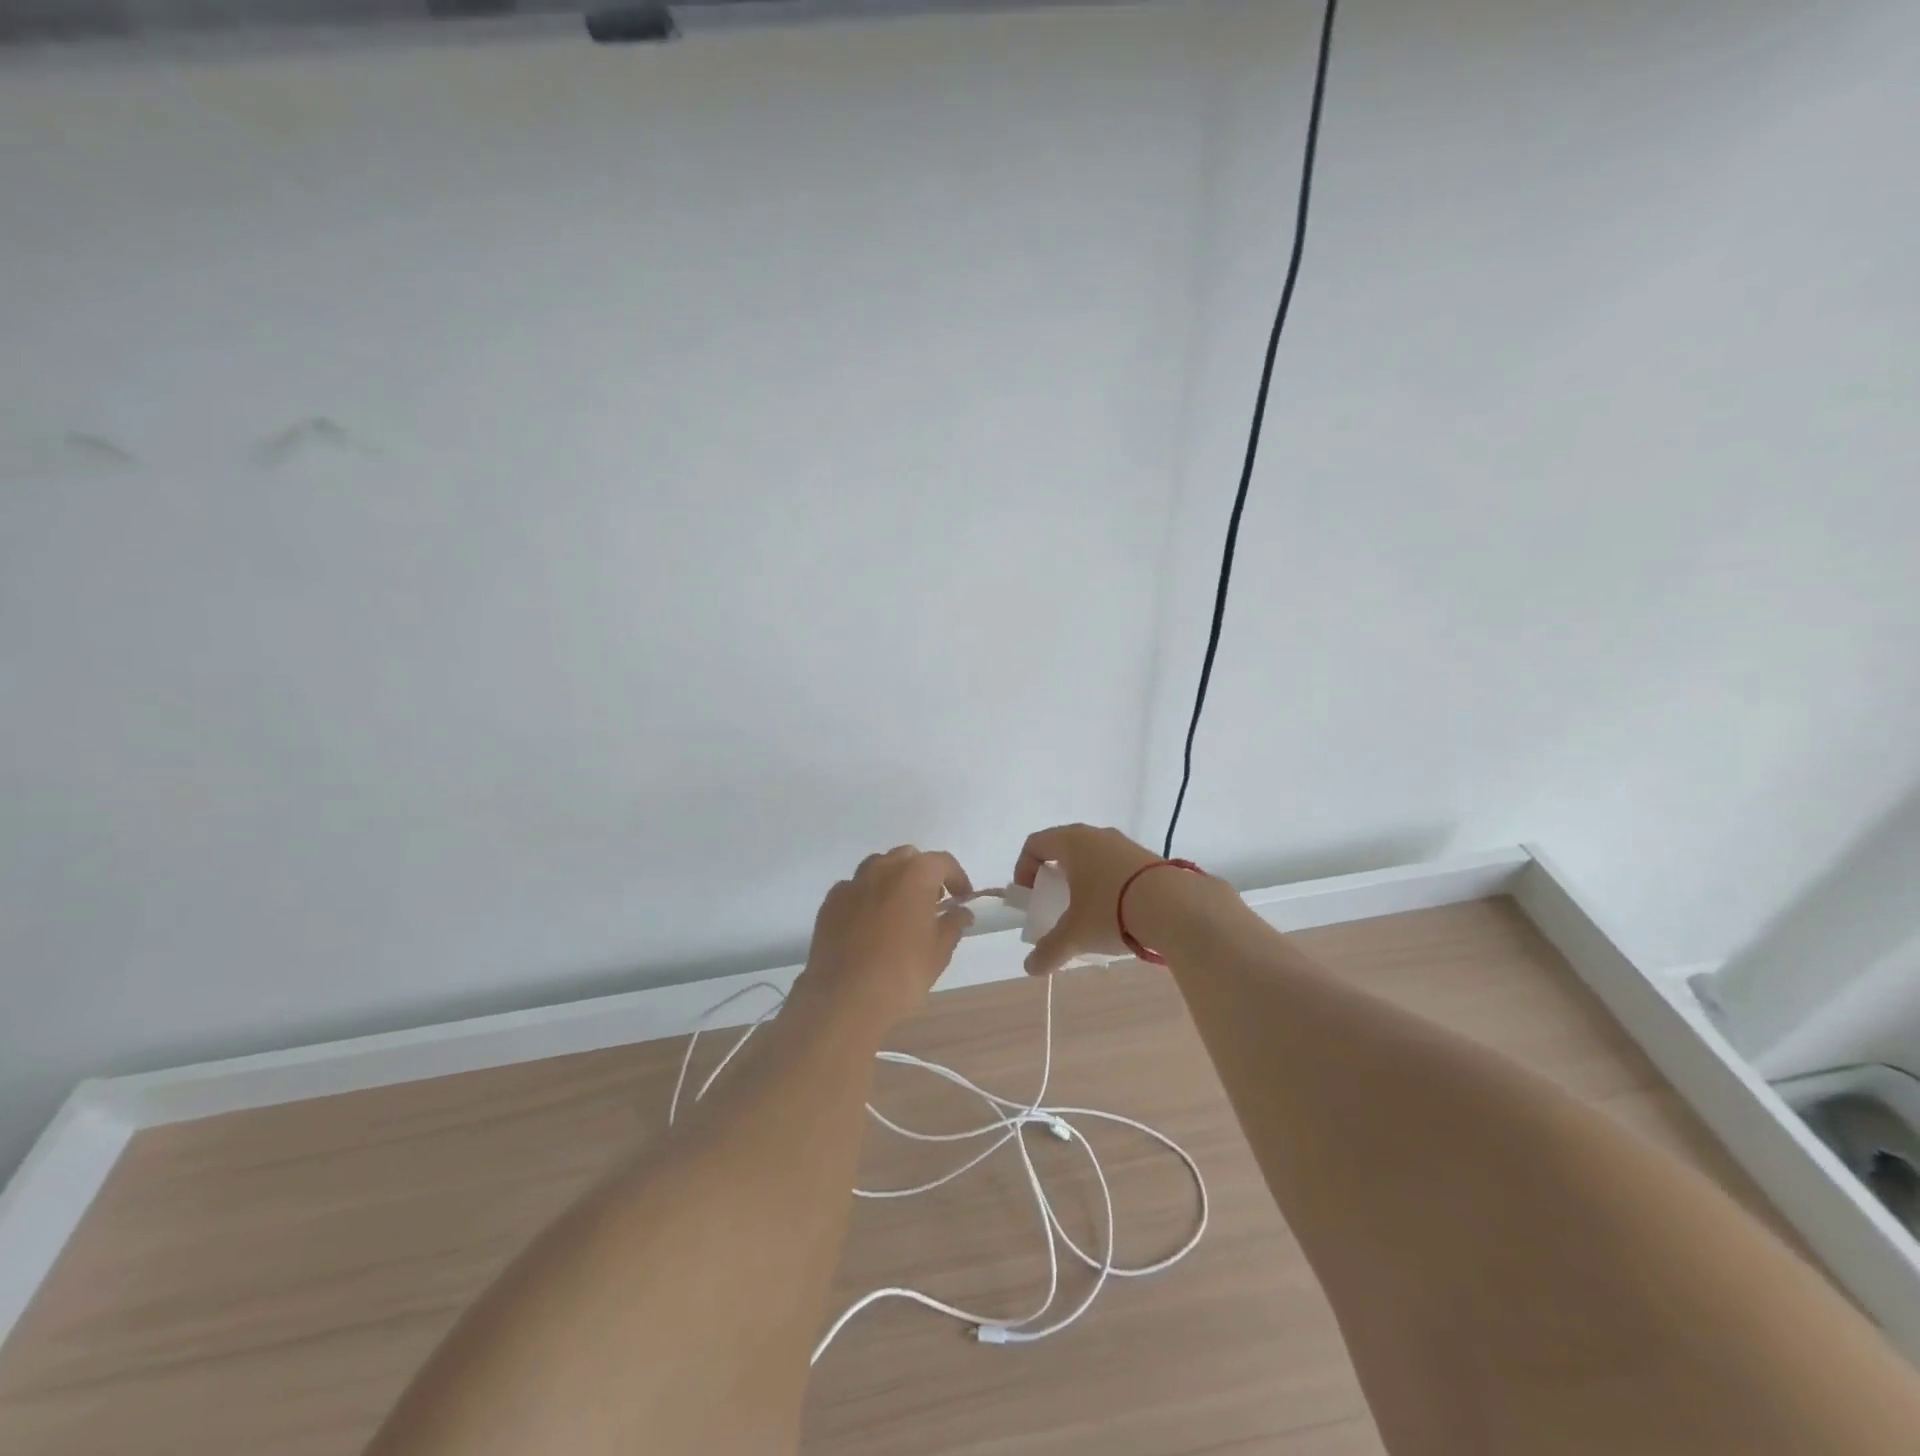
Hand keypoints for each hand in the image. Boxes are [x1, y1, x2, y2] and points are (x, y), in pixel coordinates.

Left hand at [797, 845, 973, 1030]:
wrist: (845, 997)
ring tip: (899, 911)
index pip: (943, 862)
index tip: (962, 898)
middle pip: (907, 858)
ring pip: (878, 868)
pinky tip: (869, 924)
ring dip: (893, 881)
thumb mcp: (939, 951)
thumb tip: (960, 913)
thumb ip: (953, 924)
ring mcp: (852, 883)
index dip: (957, 878)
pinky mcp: (830, 902)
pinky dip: (866, 898)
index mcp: (915, 874)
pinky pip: (854, 889)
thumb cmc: (902, 972)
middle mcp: (882, 868)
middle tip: (930, 903)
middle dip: (922, 874)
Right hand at [1013, 823, 1166, 975]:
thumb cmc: (1112, 910)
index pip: (1035, 844)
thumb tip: (1031, 967)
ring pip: (1092, 857)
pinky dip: (1107, 884)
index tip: (1030, 896)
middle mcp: (1096, 835)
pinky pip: (1116, 866)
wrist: (1177, 908)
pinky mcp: (1148, 858)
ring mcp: (1125, 844)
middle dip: (1054, 876)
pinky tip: (1117, 913)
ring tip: (1087, 912)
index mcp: (1071, 842)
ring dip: (1083, 880)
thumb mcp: (1075, 934)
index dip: (1024, 868)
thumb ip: (1049, 950)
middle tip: (1054, 903)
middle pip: (1063, 848)